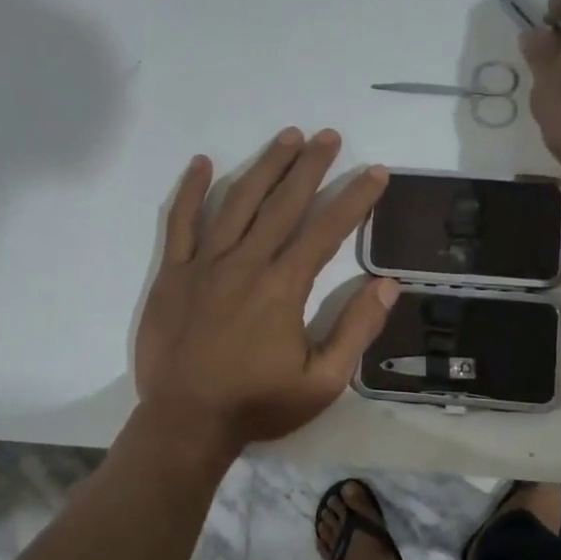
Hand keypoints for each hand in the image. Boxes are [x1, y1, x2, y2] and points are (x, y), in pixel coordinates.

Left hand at [134, 128, 397, 453]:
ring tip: (287, 138)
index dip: (355, 198)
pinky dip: (191, 191)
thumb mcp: (322, 382)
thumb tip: (388, 285)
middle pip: (283, 203)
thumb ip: (356, 330)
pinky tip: (202, 163)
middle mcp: (245, 263)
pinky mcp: (172, 274)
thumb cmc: (257, 404)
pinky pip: (180, 223)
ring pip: (236, 202)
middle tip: (329, 136)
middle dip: (310, 166)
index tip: (375, 173)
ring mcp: (204, 264)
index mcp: (283, 287)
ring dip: (264, 166)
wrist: (185, 423)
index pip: (327, 230)